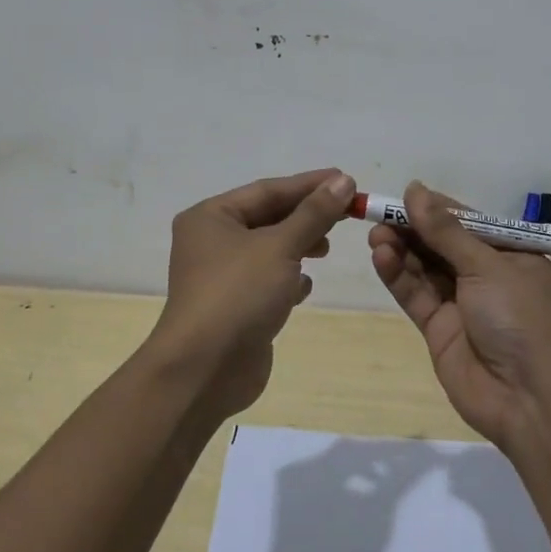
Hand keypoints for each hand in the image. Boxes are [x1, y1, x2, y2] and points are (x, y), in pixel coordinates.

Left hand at [148, 168, 354, 417]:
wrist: (204, 371)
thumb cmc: (238, 294)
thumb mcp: (280, 247)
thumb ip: (313, 213)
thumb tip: (343, 181)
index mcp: (211, 217)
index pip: (268, 190)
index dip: (309, 185)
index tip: (347, 180)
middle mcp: (212, 241)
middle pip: (268, 218)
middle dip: (306, 217)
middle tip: (346, 214)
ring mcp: (221, 276)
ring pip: (269, 250)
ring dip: (299, 247)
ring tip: (326, 249)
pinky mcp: (234, 306)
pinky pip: (266, 281)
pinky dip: (287, 279)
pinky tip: (303, 288)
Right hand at [368, 180, 550, 446]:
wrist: (532, 400)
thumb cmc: (522, 318)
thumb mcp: (487, 266)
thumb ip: (446, 231)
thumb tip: (414, 188)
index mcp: (510, 253)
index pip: (466, 221)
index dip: (434, 208)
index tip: (402, 196)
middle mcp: (486, 275)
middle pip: (441, 243)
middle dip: (412, 228)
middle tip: (379, 214)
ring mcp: (462, 303)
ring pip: (424, 268)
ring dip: (401, 249)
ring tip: (376, 235)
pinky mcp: (439, 329)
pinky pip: (416, 295)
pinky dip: (398, 275)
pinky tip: (381, 256)